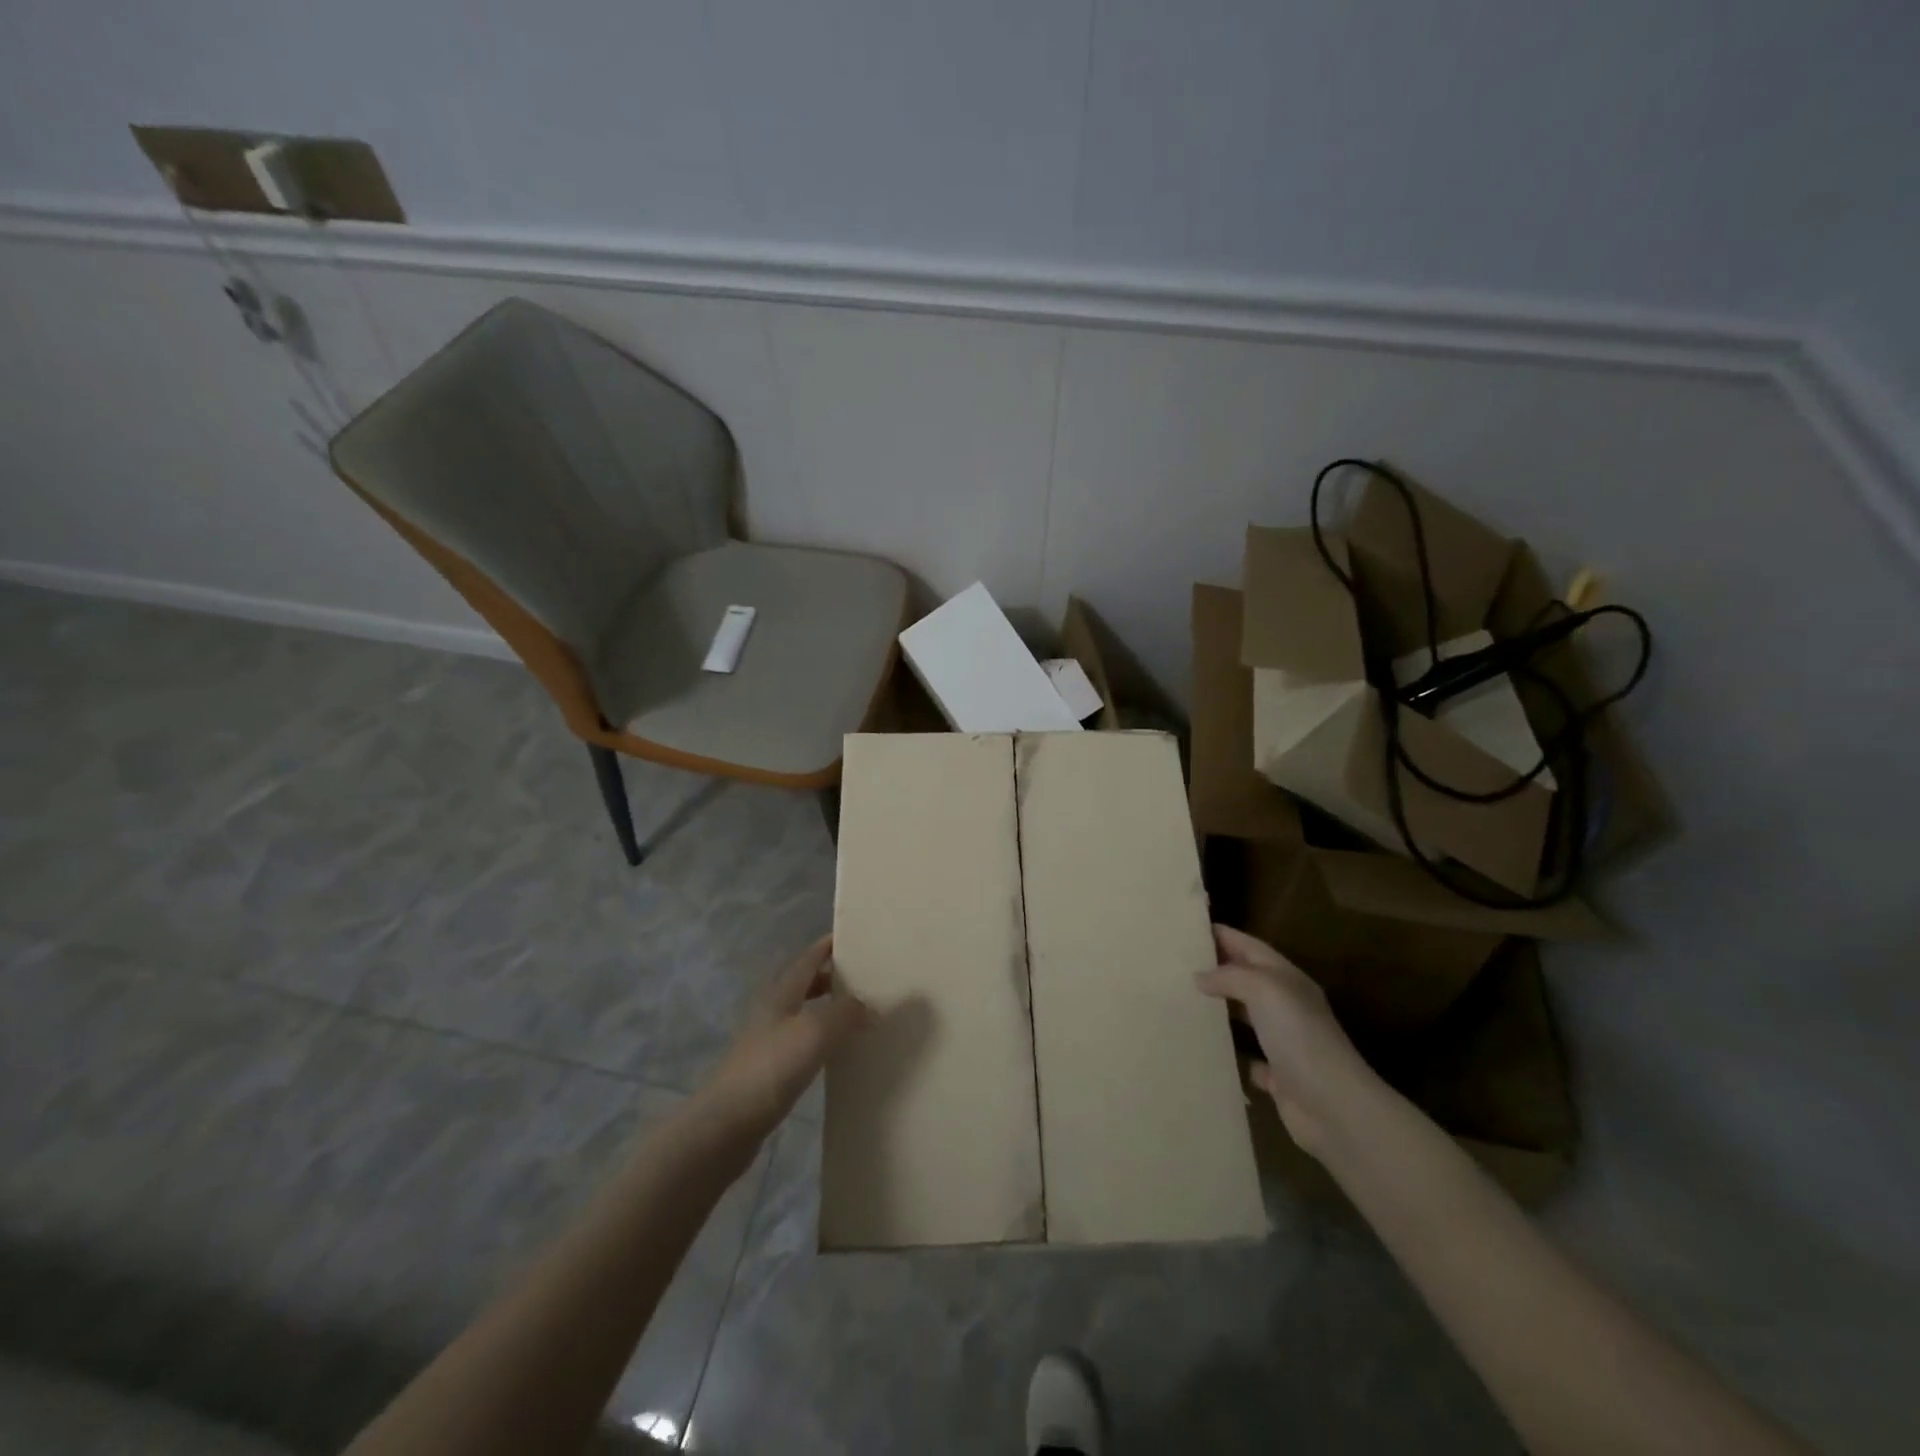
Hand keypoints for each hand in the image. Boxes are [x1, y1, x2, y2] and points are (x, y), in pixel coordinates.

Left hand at [705, 936, 870, 1138]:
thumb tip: (868, 1006)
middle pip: (804, 984)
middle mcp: (773, 1012)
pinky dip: (822, 1039)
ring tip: (857, 1014)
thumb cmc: (771, 1068)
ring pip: (803, 1014)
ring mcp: (768, 1043)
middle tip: (863, 977)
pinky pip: (802, 1043)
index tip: (851, 936)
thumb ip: (845, 1013)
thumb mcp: (815, 1032)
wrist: (726, 1125)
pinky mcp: (768, 1072)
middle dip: (831, 977)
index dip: (827, 946)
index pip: (808, 959)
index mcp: (781, 994)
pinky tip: (836, 1052)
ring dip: (828, 1009)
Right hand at [1195, 924, 1372, 1154]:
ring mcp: (1284, 1042)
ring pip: (1246, 1017)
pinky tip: (1205, 1049)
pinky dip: (1230, 1054)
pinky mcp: (1278, 1077)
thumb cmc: (1300, 1037)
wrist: (1334, 1107)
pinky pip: (1248, 1059)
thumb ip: (1230, 976)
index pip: (1249, 946)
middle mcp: (1286, 1006)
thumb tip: (1200, 976)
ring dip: (1219, 1009)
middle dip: (1215, 969)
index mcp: (1286, 979)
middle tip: (1175, 964)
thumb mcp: (1265, 990)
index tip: (1186, 929)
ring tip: (1181, 1001)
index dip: (1222, 935)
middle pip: (1246, 978)